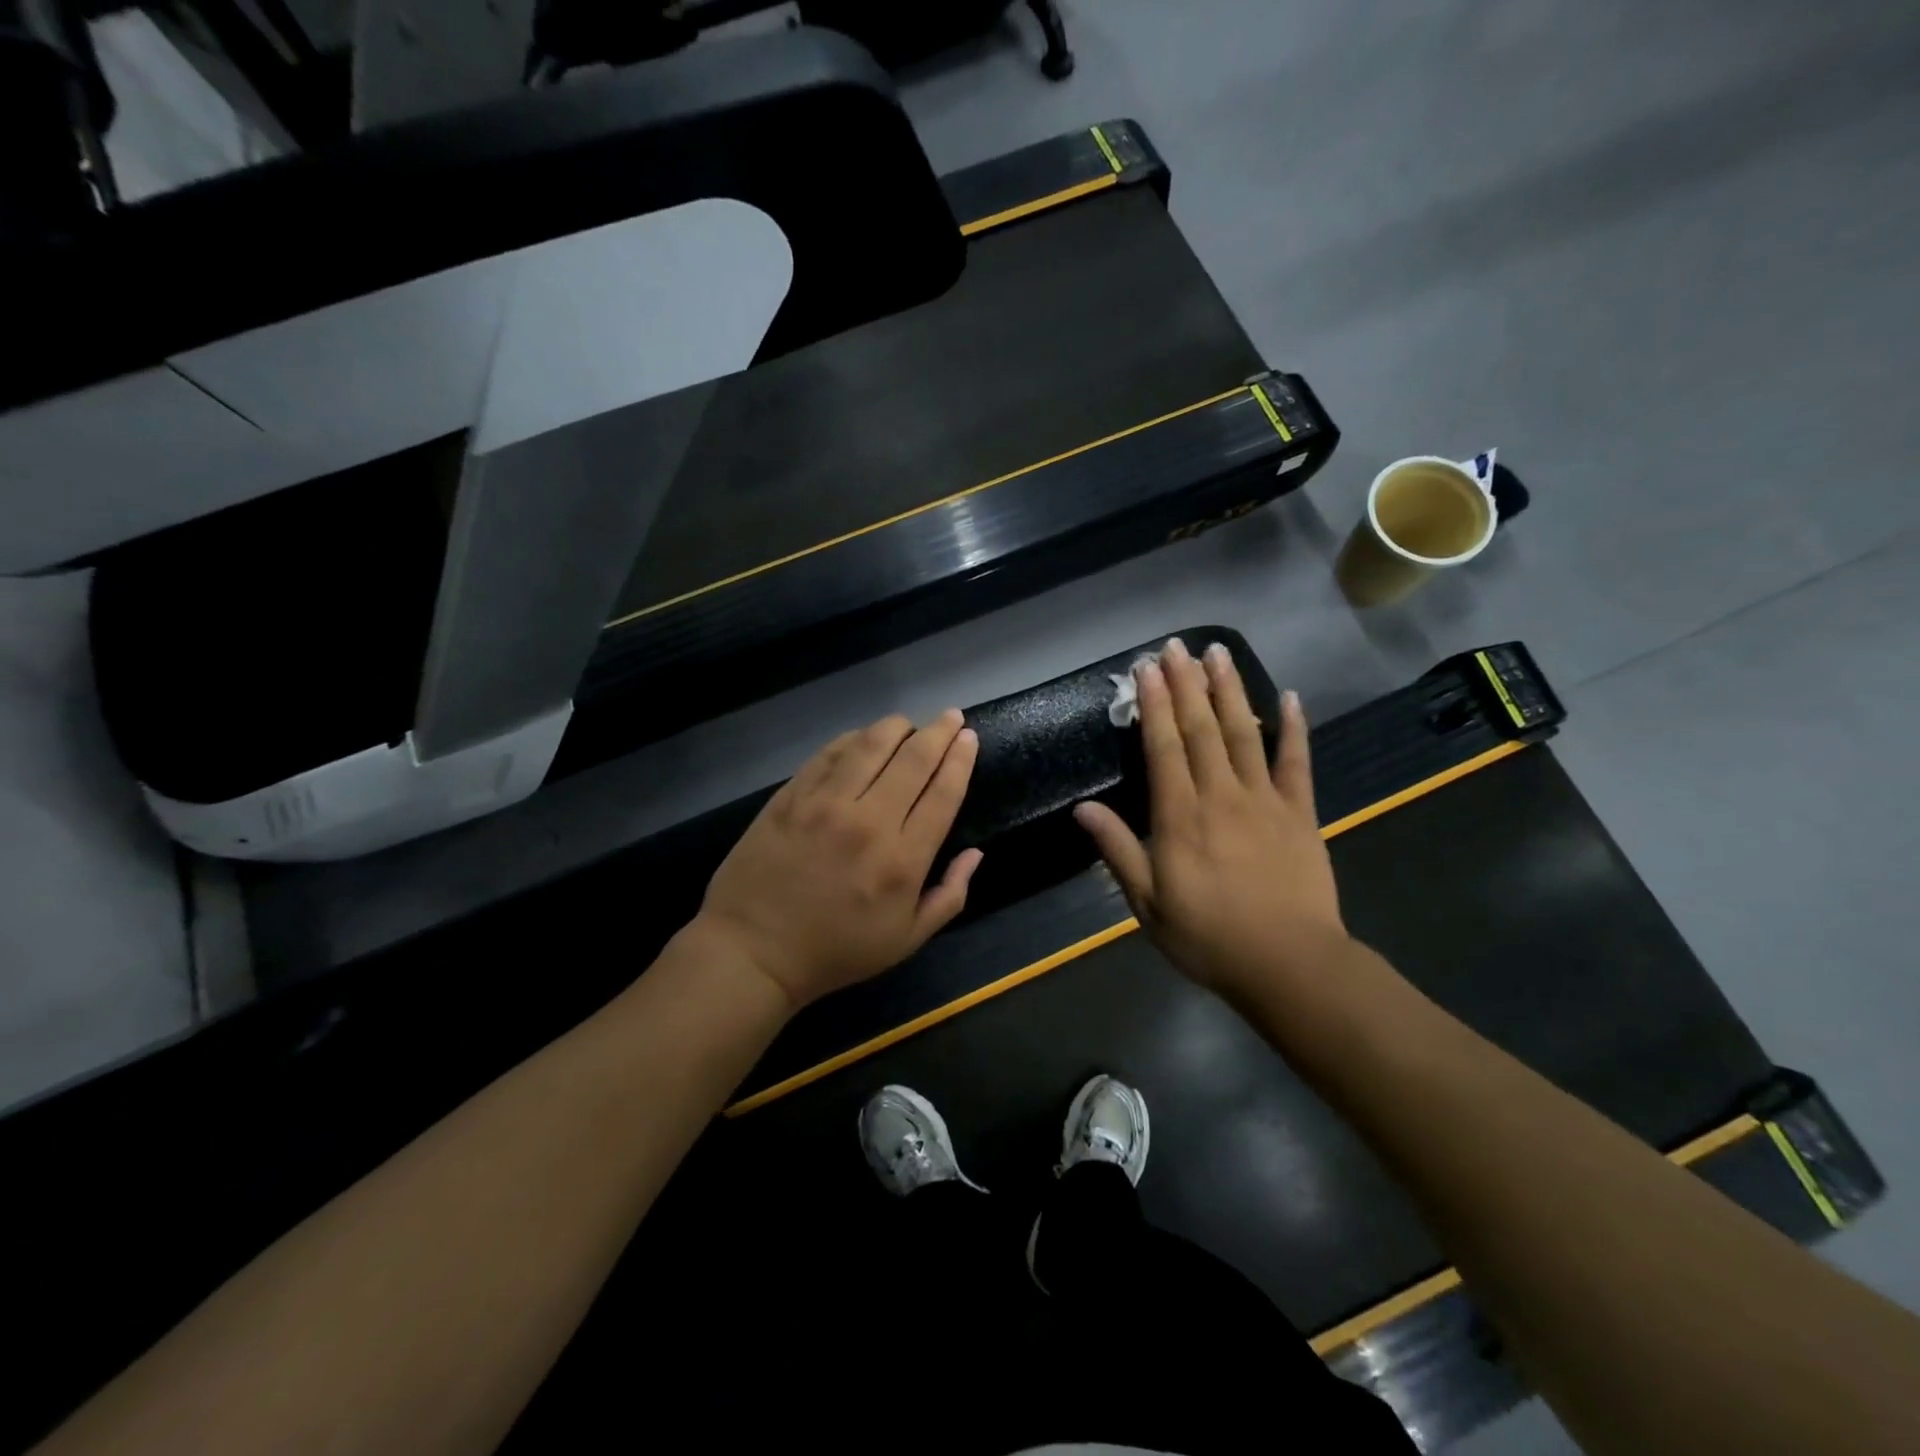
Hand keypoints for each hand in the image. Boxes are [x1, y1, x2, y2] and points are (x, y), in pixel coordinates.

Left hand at [695, 710, 983, 1008]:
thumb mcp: (906, 940)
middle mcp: (868, 821)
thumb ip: (949, 896)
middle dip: (938, 732)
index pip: (942, 793)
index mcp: (902, 860)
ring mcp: (825, 804)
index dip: (960, 760)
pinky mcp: (791, 796)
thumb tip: (976, 853)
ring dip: (896, 727)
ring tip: (909, 724)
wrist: (753, 951)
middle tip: (950, 715)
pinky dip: (852, 739)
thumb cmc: (835, 951)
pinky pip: (829, 753)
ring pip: (870, 745)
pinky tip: (862, 737)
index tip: (968, 737)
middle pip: (913, 760)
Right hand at [1073, 638, 1346, 999]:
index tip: (1146, 669)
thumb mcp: (1148, 903)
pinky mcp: (1300, 813)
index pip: (1164, 748)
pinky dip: (1293, 728)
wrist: (1289, 964)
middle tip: (1176, 647)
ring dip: (1230, 690)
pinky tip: (1288, 697)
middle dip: (1187, 684)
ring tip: (1218, 653)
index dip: (1154, 705)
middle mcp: (1221, 796)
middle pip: (1201, 729)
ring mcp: (1265, 800)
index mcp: (1180, 817)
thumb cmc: (1208, 937)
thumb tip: (1083, 808)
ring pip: (1244, 733)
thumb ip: (1118, 850)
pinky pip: (1297, 762)